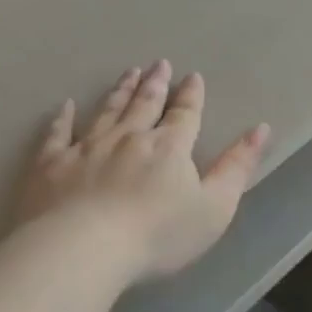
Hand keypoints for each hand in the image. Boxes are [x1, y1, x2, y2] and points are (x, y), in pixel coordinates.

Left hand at [17, 61, 270, 284]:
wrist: (84, 248)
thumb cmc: (157, 235)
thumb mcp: (214, 207)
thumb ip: (237, 167)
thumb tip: (259, 128)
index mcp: (168, 148)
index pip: (184, 115)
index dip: (190, 96)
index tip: (192, 77)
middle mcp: (128, 137)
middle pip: (144, 105)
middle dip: (154, 84)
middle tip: (158, 64)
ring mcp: (87, 148)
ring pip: (106, 111)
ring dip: (119, 92)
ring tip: (128, 73)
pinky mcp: (52, 165)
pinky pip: (58, 134)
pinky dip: (62, 118)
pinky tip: (65, 106)